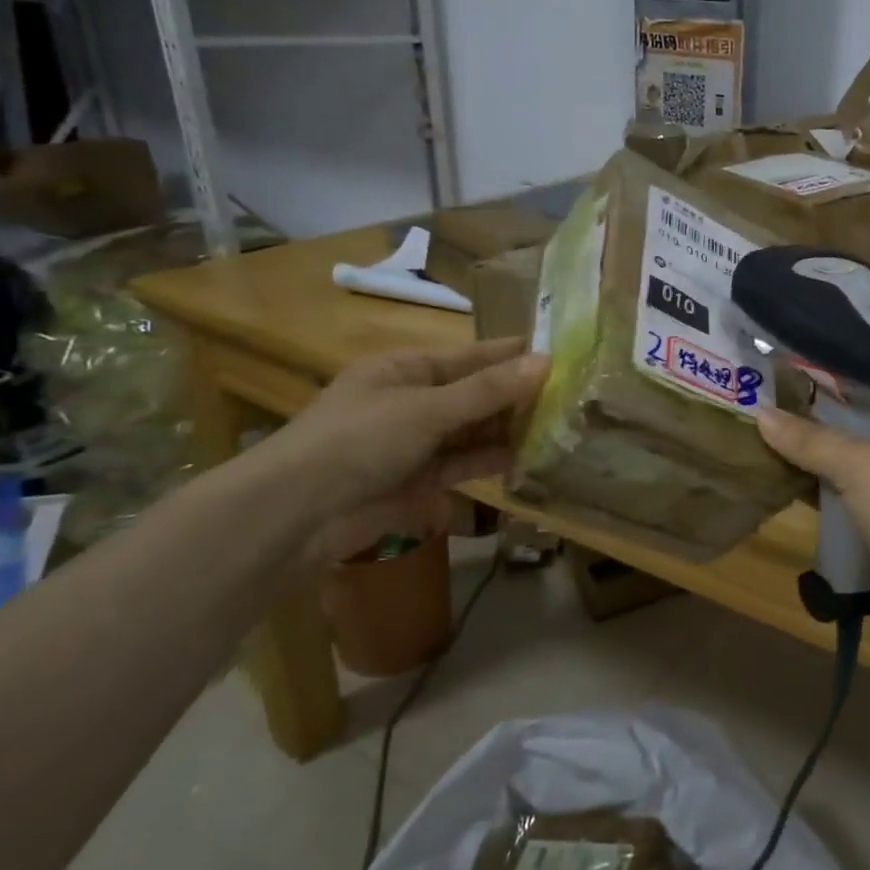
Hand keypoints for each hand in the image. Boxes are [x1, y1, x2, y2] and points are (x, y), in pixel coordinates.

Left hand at [258, 340, 549, 564]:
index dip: (515, 355)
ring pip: (474, 431)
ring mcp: (416, 443)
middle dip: (519, 396)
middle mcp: (415, 401)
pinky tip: (528, 459)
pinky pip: (464, 464)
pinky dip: (492, 461)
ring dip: (510, 430)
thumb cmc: (359, 440)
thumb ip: (489, 390)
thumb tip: (547, 361)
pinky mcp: (419, 481)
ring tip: (561, 428)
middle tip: (573, 397)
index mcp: (408, 369)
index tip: (563, 354)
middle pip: (478, 394)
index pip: (474, 356)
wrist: (295, 515)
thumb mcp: (428, 408)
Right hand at [756, 398, 869, 631]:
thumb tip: (761, 415)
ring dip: (826, 459)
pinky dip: (829, 493)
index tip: (811, 371)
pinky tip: (791, 480)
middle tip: (786, 401)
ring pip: (861, 467)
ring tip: (779, 435)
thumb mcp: (859, 465)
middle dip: (831, 422)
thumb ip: (811, 440)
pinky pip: (855, 501)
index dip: (854, 381)